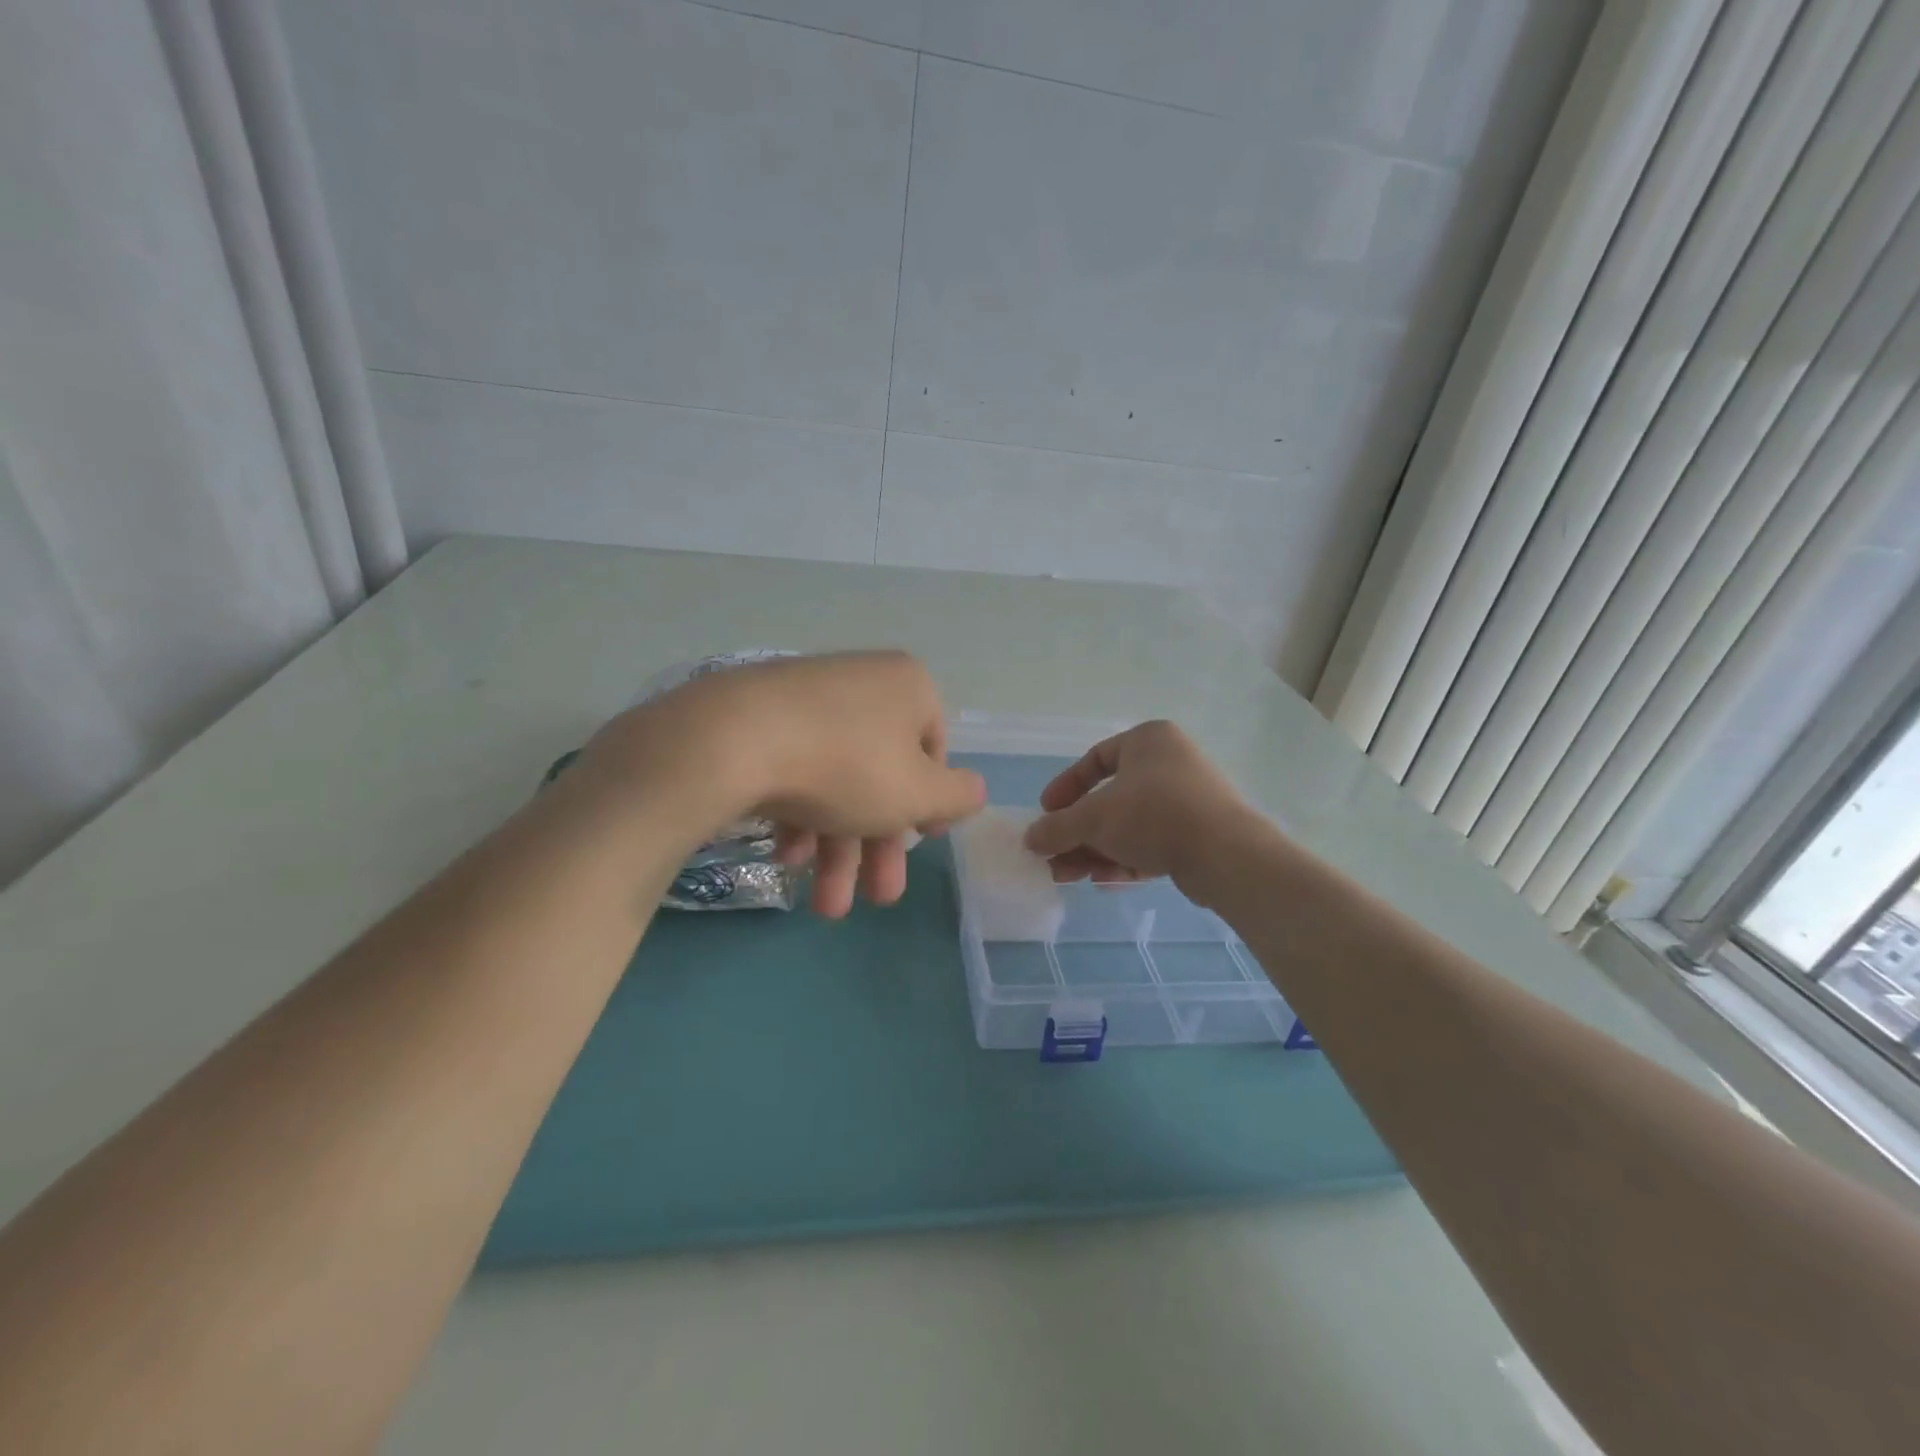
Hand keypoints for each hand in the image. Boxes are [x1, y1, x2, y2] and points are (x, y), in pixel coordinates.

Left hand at [584, 651, 985, 916]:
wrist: (731, 740)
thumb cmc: (847, 766)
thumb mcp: (919, 793)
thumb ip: (958, 797)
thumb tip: (972, 792)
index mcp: (907, 687)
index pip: (933, 751)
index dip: (929, 805)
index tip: (919, 845)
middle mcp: (861, 684)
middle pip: (881, 776)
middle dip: (879, 848)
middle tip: (878, 900)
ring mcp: (806, 700)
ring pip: (837, 781)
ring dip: (837, 849)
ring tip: (824, 907)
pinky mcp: (759, 720)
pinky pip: (795, 771)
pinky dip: (799, 818)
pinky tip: (788, 859)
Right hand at [1022, 721, 1256, 893]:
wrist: (1226, 854)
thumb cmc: (1153, 815)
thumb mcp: (1093, 818)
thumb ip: (1057, 828)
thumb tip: (1031, 839)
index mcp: (1148, 740)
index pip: (1095, 759)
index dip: (1066, 788)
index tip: (1047, 812)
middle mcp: (1171, 763)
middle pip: (1110, 799)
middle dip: (1078, 832)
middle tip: (1054, 857)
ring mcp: (1189, 799)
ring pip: (1130, 825)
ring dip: (1096, 850)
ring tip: (1069, 877)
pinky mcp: (1200, 834)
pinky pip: (1153, 843)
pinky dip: (1126, 860)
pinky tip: (1103, 882)